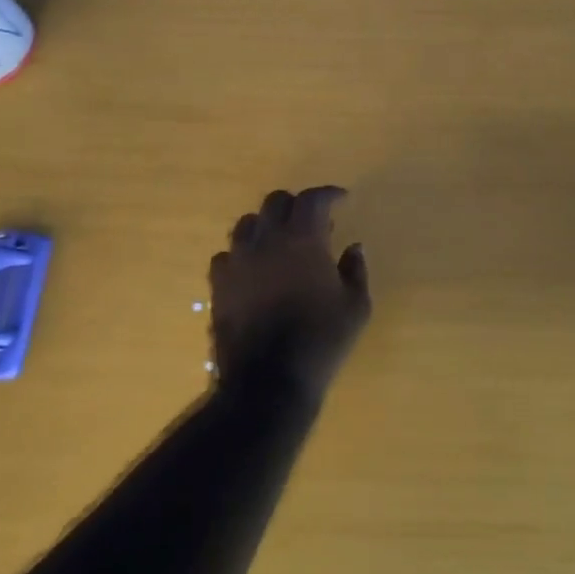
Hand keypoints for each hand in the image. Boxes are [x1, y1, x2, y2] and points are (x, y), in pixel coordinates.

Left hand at [210, 187, 370, 403]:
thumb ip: (356, 269)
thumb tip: (353, 247)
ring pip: (247, 224)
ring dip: (267, 225)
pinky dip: (243, 254)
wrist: (268, 380)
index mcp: (303, 239)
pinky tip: (255, 270)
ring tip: (280, 243)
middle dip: (296, 204)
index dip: (328, 193)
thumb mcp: (356, 307)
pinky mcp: (218, 284)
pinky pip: (227, 255)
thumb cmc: (321, 341)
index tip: (342, 199)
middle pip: (276, 202)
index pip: (312, 198)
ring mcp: (237, 260)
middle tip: (313, 222)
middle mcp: (266, 240)